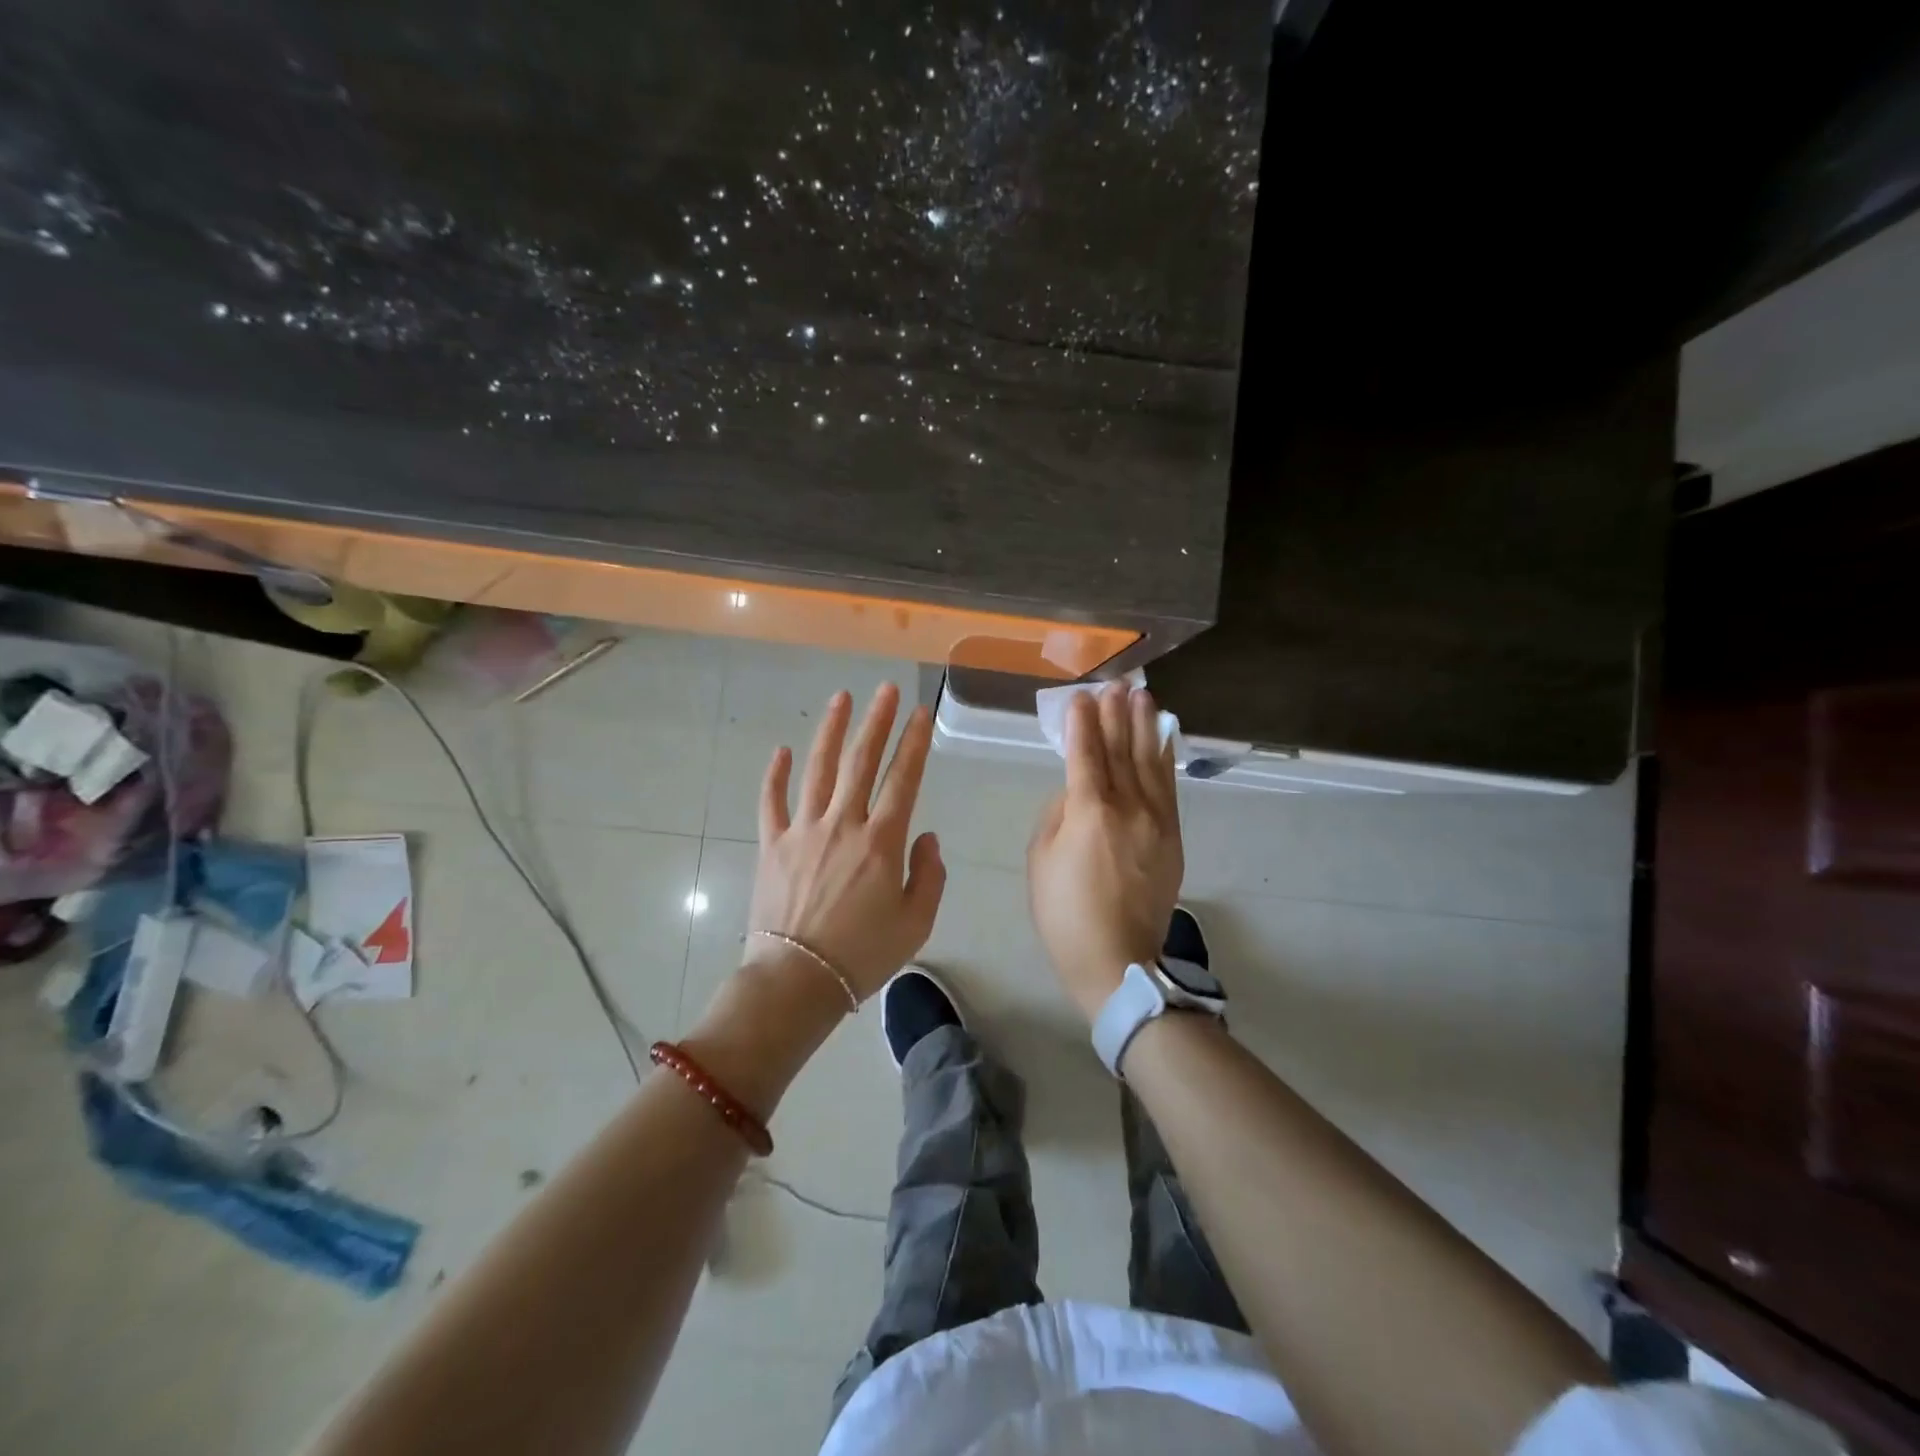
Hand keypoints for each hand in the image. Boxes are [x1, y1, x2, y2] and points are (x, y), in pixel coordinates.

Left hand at [743, 683, 946, 1002]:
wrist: (797, 980)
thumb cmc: (863, 956)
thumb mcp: (916, 922)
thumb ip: (928, 875)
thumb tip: (926, 838)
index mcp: (881, 842)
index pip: (903, 780)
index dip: (913, 743)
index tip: (920, 713)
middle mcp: (843, 824)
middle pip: (861, 762)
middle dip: (876, 721)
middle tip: (885, 689)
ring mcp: (802, 831)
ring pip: (818, 770)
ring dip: (830, 731)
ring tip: (840, 699)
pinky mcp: (771, 846)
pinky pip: (771, 802)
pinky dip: (774, 775)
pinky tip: (779, 750)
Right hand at [1027, 683, 1183, 1021]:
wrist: (1117, 959)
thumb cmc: (1064, 913)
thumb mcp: (1040, 860)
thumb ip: (1057, 815)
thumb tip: (1074, 792)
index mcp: (1089, 812)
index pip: (1085, 754)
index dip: (1082, 722)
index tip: (1081, 697)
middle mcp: (1128, 807)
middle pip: (1121, 750)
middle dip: (1116, 714)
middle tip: (1116, 684)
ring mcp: (1156, 820)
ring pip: (1150, 762)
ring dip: (1144, 726)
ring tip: (1141, 696)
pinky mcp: (1172, 836)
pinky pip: (1169, 786)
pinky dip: (1165, 757)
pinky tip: (1162, 736)